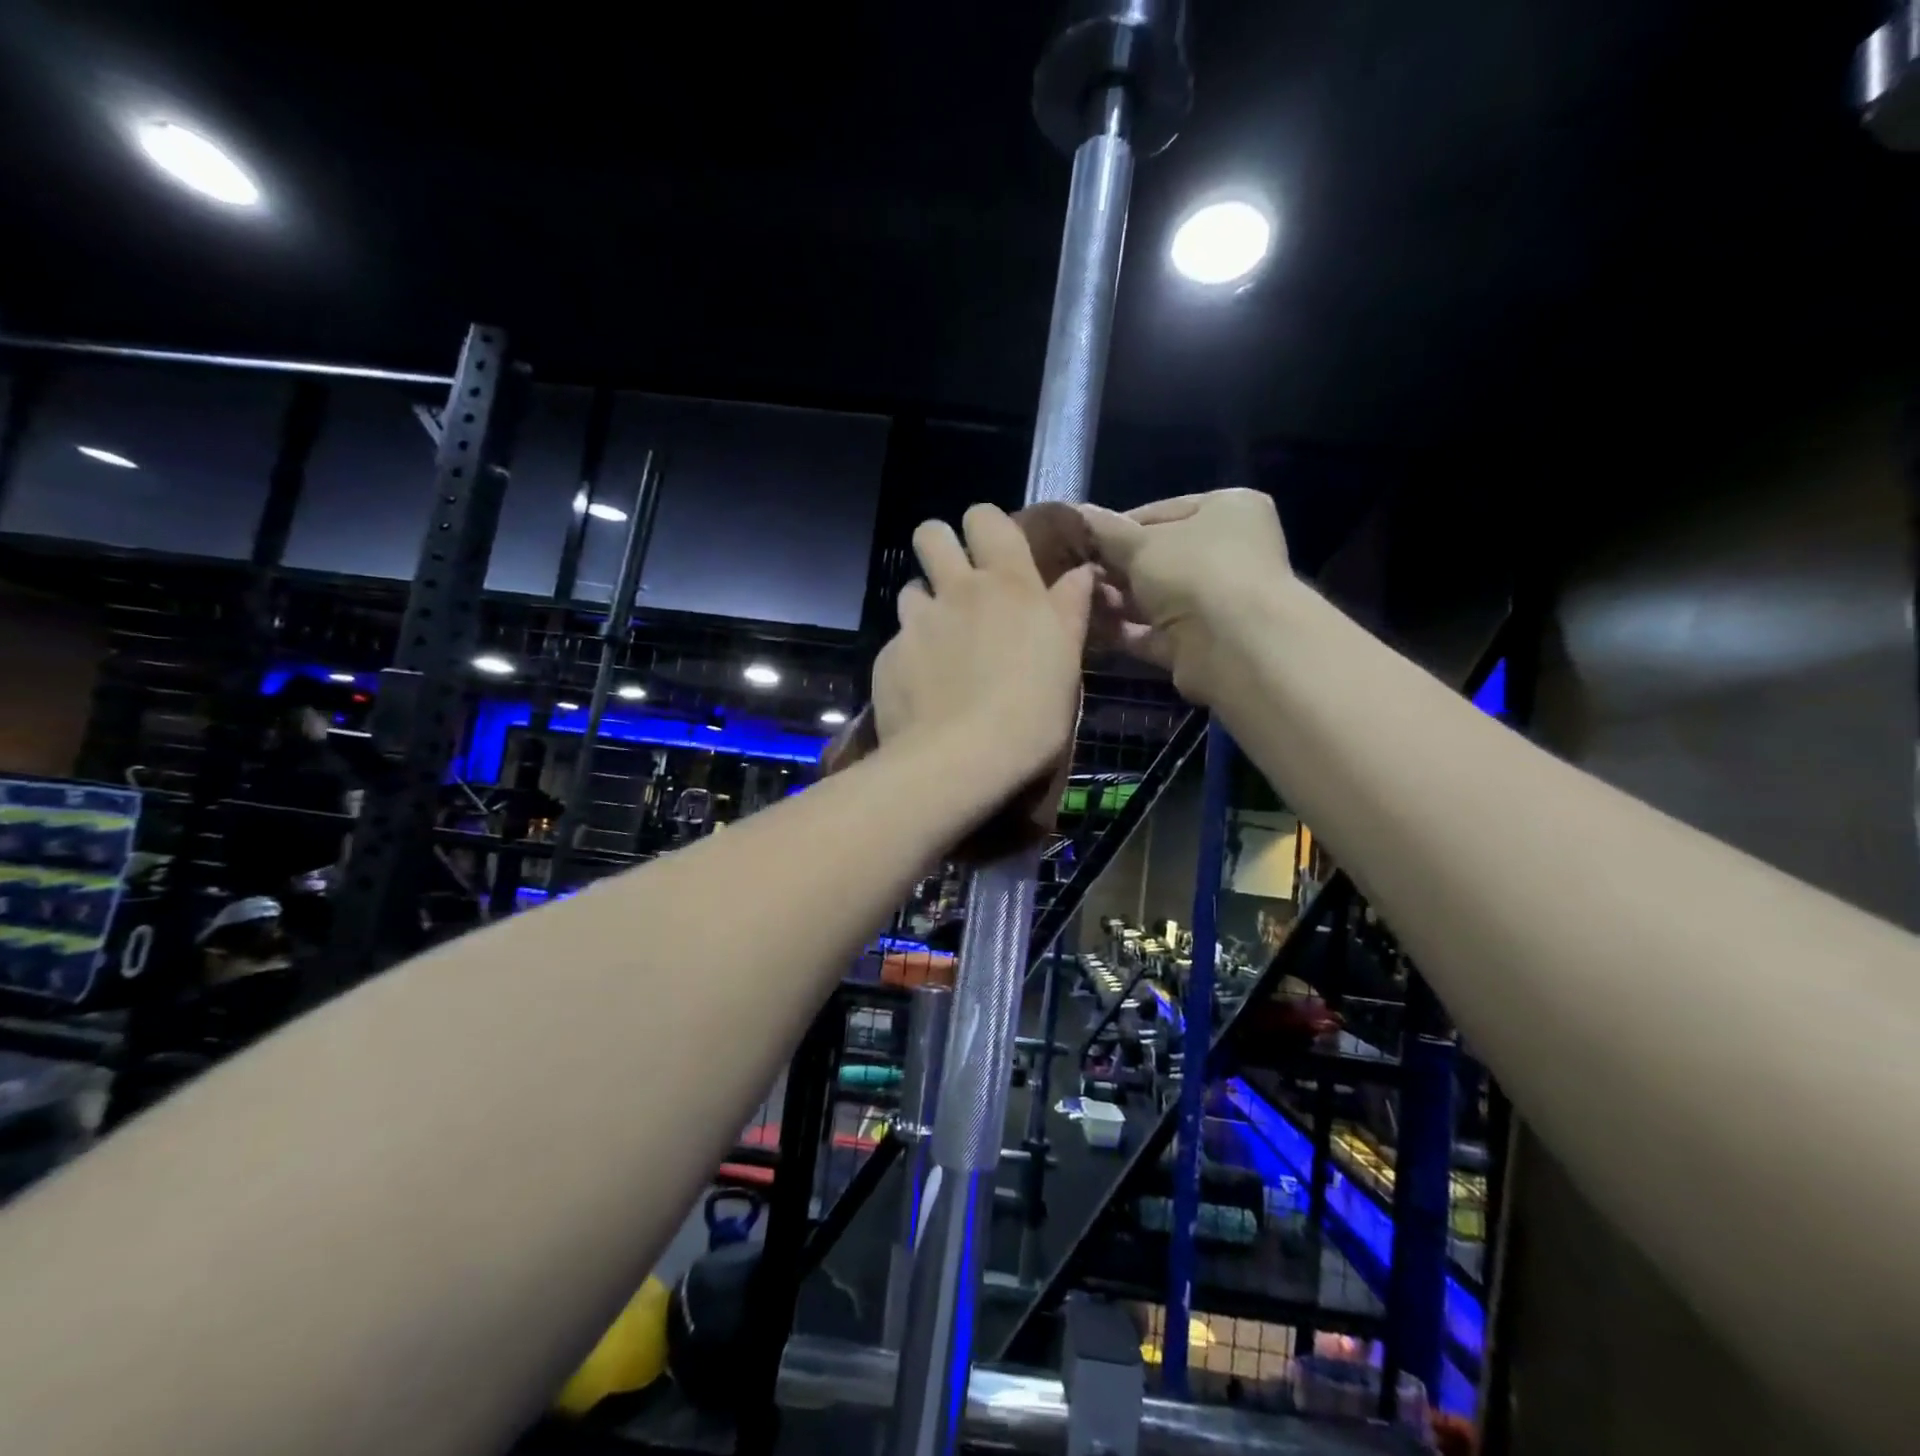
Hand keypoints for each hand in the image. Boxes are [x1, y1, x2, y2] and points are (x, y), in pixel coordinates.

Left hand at [872, 504, 1093, 794]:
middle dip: (940, 546)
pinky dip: (910, 655)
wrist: (961, 758)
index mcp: (1007, 584)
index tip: (993, 552)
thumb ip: (1069, 609)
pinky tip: (923, 686)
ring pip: (910, 589)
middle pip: (931, 534)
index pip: (985, 517)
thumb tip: (1081, 572)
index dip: (985, 526)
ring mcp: (916, 622)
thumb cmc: (1031, 711)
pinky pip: (897, 640)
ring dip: (924, 605)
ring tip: (940, 643)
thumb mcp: (1066, 661)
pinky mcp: (888, 656)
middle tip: (955, 582)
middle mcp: (956, 590)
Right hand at [1079, 489, 1292, 704]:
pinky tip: (1086, 626)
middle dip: (1113, 567)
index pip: (1160, 512)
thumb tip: (1070, 513)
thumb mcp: (1140, 543)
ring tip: (1072, 597)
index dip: (1116, 527)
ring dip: (1114, 599)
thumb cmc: (1194, 572)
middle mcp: (1228, 553)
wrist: (1232, 646)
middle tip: (1071, 572)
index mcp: (1227, 511)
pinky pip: (1151, 632)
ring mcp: (1215, 601)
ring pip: (1153, 597)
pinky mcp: (1198, 643)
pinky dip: (1122, 630)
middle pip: (1157, 557)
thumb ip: (1103, 531)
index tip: (1079, 540)